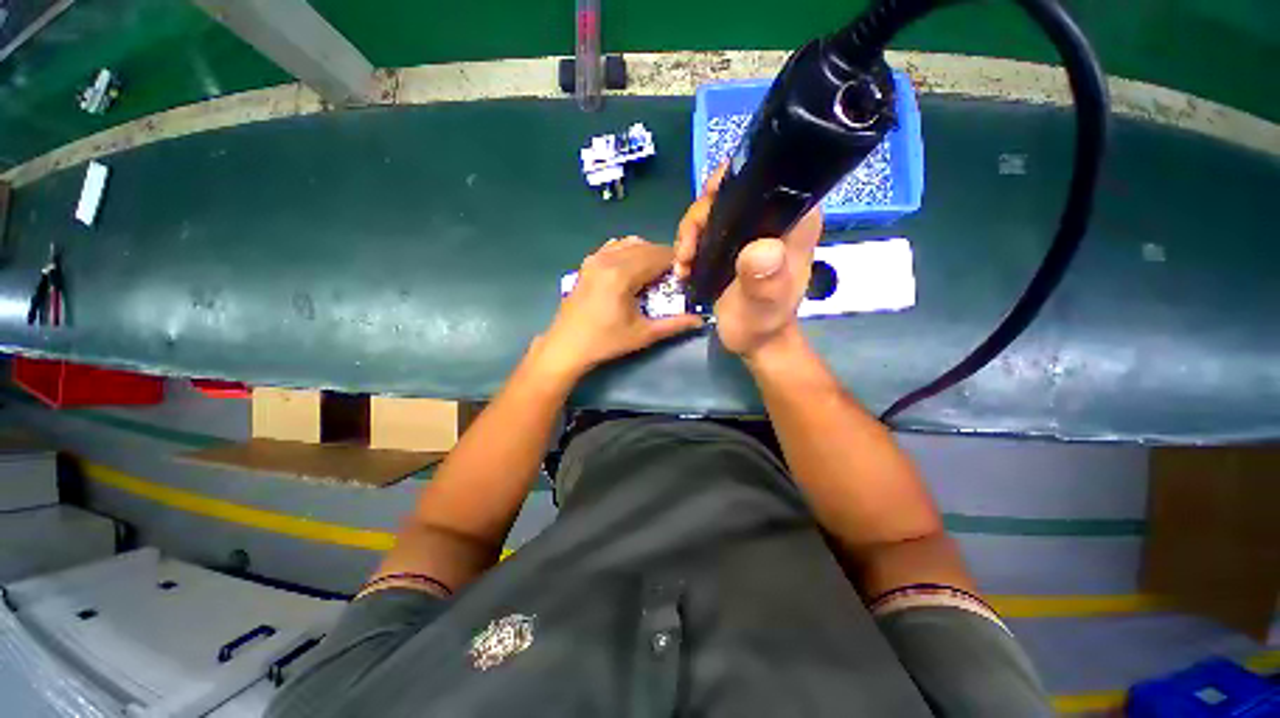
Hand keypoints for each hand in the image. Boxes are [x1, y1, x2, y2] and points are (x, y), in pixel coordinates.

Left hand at [534, 237, 703, 378]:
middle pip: (646, 247)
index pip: (659, 256)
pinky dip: (629, 252)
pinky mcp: (587, 262)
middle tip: (673, 278)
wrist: (567, 345)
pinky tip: (632, 270)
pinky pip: (614, 247)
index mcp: (622, 274)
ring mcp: (595, 258)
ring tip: (654, 275)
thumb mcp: (643, 334)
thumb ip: (674, 324)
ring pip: (630, 243)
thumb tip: (701, 320)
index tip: (686, 275)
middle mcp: (608, 259)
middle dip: (663, 259)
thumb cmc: (606, 341)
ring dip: (647, 254)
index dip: (677, 263)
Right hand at [674, 166, 822, 357]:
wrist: (753, 340)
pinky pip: (706, 228)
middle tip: (688, 247)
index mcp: (794, 220)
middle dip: (701, 214)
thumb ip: (765, 279)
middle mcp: (773, 217)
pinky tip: (684, 265)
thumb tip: (761, 249)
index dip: (733, 178)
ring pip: (712, 209)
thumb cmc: (763, 322)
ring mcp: (750, 230)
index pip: (767, 174)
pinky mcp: (733, 244)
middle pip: (730, 190)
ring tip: (683, 262)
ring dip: (690, 232)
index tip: (708, 203)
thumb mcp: (764, 305)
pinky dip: (690, 243)